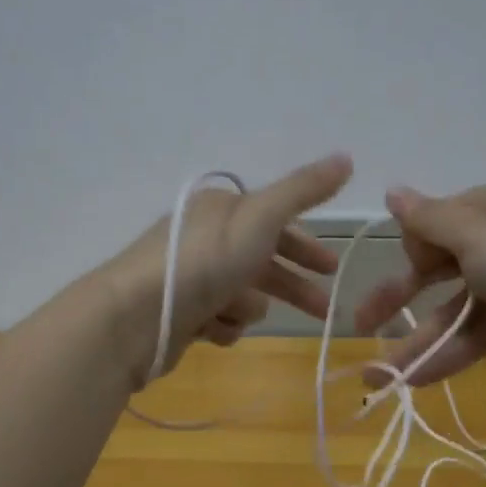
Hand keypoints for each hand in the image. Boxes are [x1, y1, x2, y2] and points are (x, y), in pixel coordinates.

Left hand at [102, 154, 353, 386]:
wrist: (138, 314)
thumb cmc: (205, 260)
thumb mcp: (261, 217)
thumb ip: (303, 190)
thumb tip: (347, 157)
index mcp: (223, 210)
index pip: (275, 223)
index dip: (306, 246)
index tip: (332, 269)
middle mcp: (206, 238)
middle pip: (263, 263)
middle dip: (292, 287)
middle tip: (324, 311)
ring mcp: (191, 277)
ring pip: (241, 296)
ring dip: (246, 307)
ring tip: (236, 314)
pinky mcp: (180, 313)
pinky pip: (218, 321)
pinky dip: (221, 326)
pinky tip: (213, 329)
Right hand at [352, 185, 485, 386]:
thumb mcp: (477, 236)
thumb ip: (428, 220)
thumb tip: (392, 191)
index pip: (431, 228)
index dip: (412, 251)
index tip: (413, 268)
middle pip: (433, 273)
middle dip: (396, 300)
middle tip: (359, 326)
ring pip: (449, 315)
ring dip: (415, 344)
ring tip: (376, 379)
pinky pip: (472, 339)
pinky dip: (445, 357)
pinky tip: (413, 382)